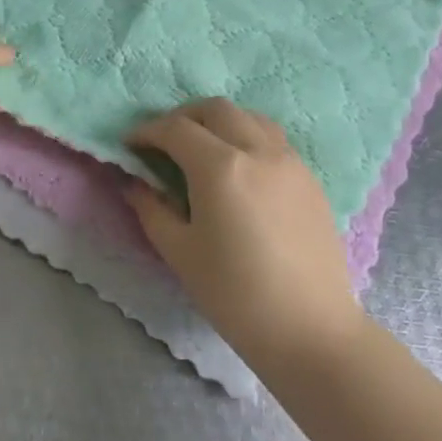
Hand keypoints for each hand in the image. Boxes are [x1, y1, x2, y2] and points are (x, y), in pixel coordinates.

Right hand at [127, 99, 362, 368]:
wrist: (310, 330)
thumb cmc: (235, 295)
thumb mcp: (180, 253)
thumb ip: (151, 209)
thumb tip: (132, 182)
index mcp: (220, 167)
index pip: (175, 129)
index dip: (147, 132)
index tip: (131, 145)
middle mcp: (257, 150)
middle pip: (215, 110)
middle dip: (183, 117)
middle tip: (164, 141)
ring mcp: (289, 161)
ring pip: (249, 117)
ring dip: (219, 121)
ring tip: (203, 147)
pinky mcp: (309, 178)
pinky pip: (273, 138)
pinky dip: (247, 136)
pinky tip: (239, 167)